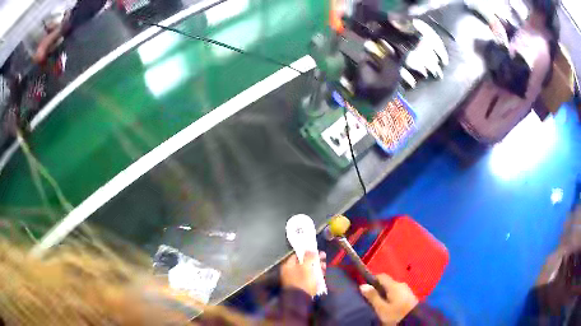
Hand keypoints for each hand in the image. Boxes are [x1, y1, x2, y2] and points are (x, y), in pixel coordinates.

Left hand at [281, 251, 325, 296]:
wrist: (301, 300)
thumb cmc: (303, 281)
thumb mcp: (307, 267)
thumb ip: (309, 256)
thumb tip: (312, 250)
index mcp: (288, 266)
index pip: (297, 255)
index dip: (307, 252)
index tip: (317, 251)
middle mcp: (289, 272)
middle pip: (303, 263)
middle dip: (314, 260)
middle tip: (323, 259)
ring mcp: (295, 280)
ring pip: (307, 270)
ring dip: (316, 268)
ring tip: (324, 268)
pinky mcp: (301, 286)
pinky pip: (308, 278)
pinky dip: (315, 276)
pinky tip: (322, 275)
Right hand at [360, 274, 418, 324]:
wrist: (415, 320)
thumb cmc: (396, 314)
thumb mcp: (381, 308)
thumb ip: (373, 296)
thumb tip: (363, 285)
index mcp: (394, 285)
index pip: (381, 276)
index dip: (372, 280)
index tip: (365, 288)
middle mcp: (401, 284)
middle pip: (387, 282)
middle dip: (379, 288)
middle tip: (371, 298)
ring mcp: (407, 290)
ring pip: (393, 288)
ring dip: (385, 293)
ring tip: (379, 303)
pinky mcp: (410, 296)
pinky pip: (398, 293)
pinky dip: (392, 296)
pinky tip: (389, 305)